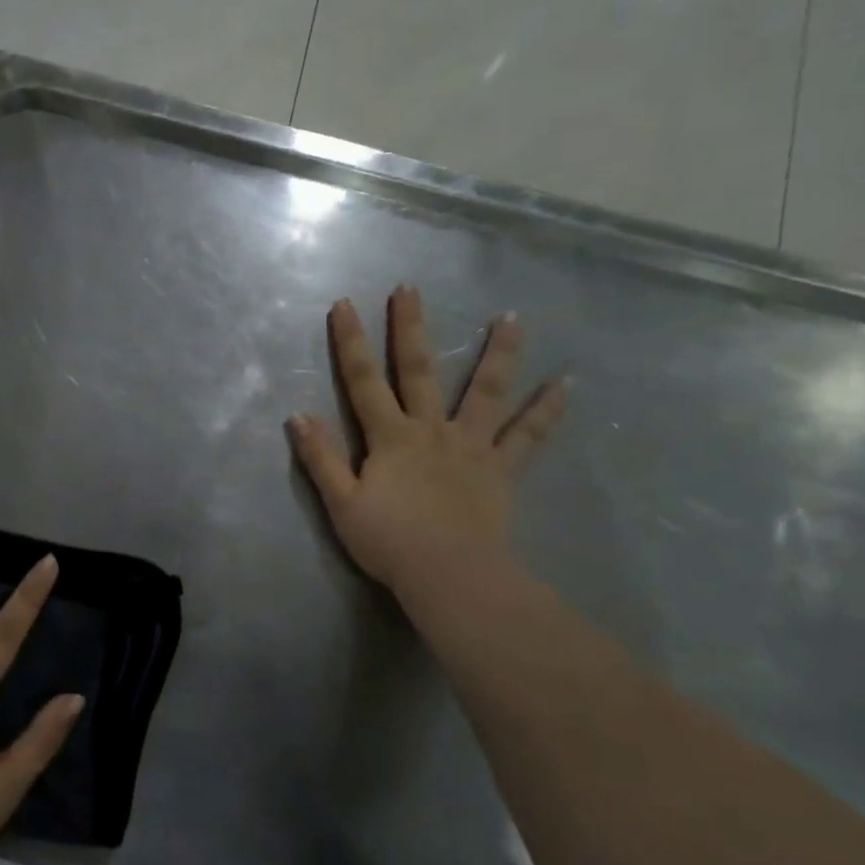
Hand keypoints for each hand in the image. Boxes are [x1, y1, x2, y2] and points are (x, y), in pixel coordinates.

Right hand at [287, 286, 566, 615]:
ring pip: (485, 392)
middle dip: (411, 328)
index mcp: (389, 437)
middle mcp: (430, 430)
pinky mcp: (500, 469)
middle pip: (418, 371)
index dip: (351, 342)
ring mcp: (470, 446)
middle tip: (410, 289)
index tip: (345, 304)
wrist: (449, 575)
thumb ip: (321, 458)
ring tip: (512, 318)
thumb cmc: (389, 542)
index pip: (362, 381)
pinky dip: (547, 410)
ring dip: (498, 353)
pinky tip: (567, 384)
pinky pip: (527, 436)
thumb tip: (297, 416)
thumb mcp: (341, 503)